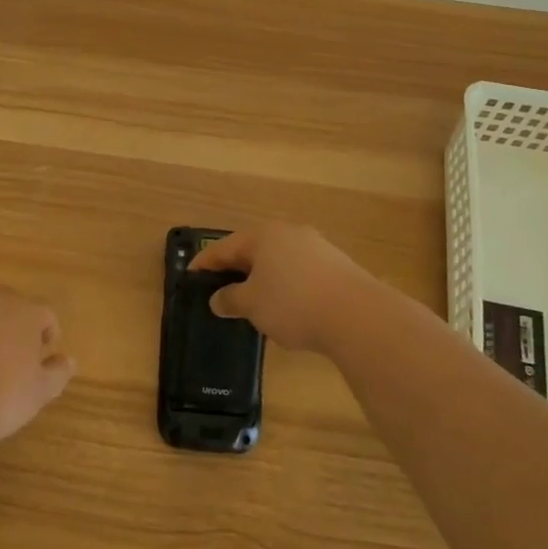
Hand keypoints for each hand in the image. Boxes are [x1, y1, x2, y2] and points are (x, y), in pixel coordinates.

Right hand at [191, 223, 380, 355]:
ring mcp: (315, 247)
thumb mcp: (252, 305)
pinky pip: (298, 272)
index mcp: (262, 236)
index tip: (189, 276)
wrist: (358, 315)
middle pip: (252, 250)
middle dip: (234, 269)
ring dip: (261, 278)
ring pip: (277, 261)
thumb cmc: (293, 303)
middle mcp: (288, 233)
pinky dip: (284, 285)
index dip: (204, 263)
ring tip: (251, 301)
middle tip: (218, 288)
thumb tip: (218, 299)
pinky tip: (285, 306)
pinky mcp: (335, 266)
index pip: (223, 247)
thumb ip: (230, 299)